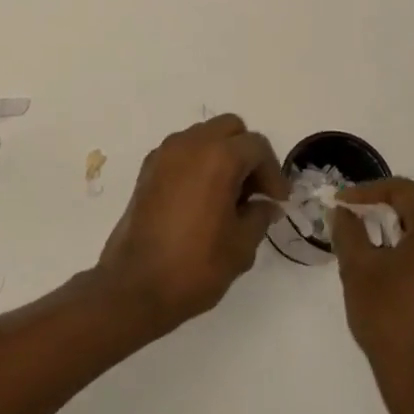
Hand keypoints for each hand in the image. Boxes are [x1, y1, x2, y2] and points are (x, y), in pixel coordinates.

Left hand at [95, 114, 290, 334]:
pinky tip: (202, 198)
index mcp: (218, 157)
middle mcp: (190, 144)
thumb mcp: (240, 246)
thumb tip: (266, 205)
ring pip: (203, 135)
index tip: (278, 201)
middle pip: (229, 128)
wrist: (135, 285)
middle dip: (247, 153)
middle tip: (255, 190)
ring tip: (229, 195)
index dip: (273, 172)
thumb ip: (259, 216)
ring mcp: (164, 153)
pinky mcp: (148, 169)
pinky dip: (197, 162)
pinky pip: (182, 151)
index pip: (256, 146)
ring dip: (221, 155)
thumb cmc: (195, 265)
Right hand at [333, 178, 413, 406]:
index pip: (404, 191)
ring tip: (384, 234)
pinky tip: (406, 258)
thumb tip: (343, 212)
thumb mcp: (359, 270)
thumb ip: (349, 230)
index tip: (343, 202)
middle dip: (397, 198)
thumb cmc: (391, 323)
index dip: (369, 192)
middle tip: (366, 212)